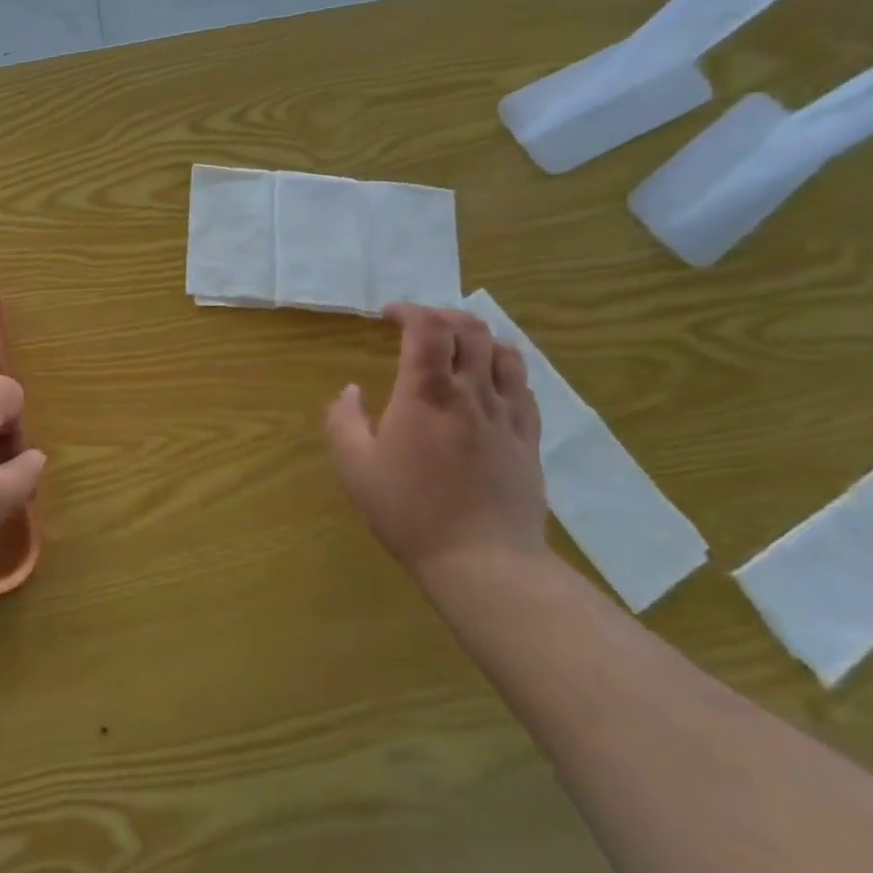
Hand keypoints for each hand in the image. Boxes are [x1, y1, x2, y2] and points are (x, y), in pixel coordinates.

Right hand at [325, 303, 546, 582]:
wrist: (483, 562)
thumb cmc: (410, 511)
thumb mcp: (355, 467)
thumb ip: (343, 420)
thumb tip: (351, 390)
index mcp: (426, 394)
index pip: (428, 328)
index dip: (409, 310)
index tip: (388, 315)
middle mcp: (471, 393)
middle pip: (470, 329)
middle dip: (442, 315)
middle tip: (419, 327)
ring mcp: (507, 414)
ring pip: (504, 351)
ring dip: (477, 337)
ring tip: (457, 348)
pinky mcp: (529, 437)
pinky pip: (524, 386)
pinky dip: (503, 368)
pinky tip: (488, 383)